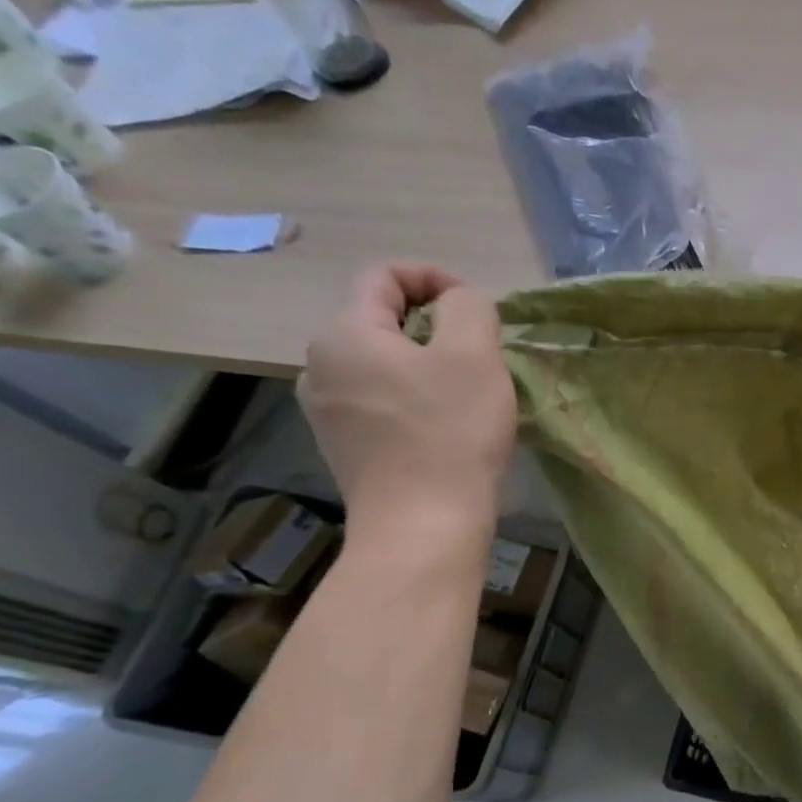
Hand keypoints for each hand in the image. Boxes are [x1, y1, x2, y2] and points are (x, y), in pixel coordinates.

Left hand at [299, 264, 515, 540]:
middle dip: (435, 324)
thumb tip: (458, 303)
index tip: (478, 310)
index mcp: (344, 333)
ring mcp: (326, 410)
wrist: (422, 527)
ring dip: (427, 363)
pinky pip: (379, 399)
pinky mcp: (343, 445)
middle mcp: (320, 364)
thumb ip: (469, 307)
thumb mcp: (475, 355)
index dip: (436, 278)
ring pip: (382, 362)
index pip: (383, 275)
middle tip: (482, 354)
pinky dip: (413, 396)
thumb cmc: (450, 433)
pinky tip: (445, 425)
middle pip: (381, 319)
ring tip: (469, 391)